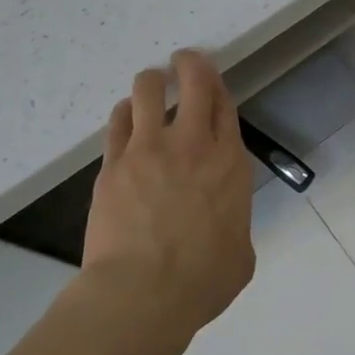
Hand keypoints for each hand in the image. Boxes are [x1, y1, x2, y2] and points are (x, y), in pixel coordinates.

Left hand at [80, 50, 255, 342]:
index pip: (225, 105)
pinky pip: (118, 121)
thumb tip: (223, 229)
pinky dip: (124, 113)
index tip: (212, 82)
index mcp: (228, 162)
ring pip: (148, 91)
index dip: (219, 87)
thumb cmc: (202, 280)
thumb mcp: (240, 253)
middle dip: (190, 63)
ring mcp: (148, 150)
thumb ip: (235, 225)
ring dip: (152, 82)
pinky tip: (125, 116)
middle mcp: (192, 144)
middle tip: (185, 60)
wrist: (142, 294)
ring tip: (150, 85)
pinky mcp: (114, 164)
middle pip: (195, 82)